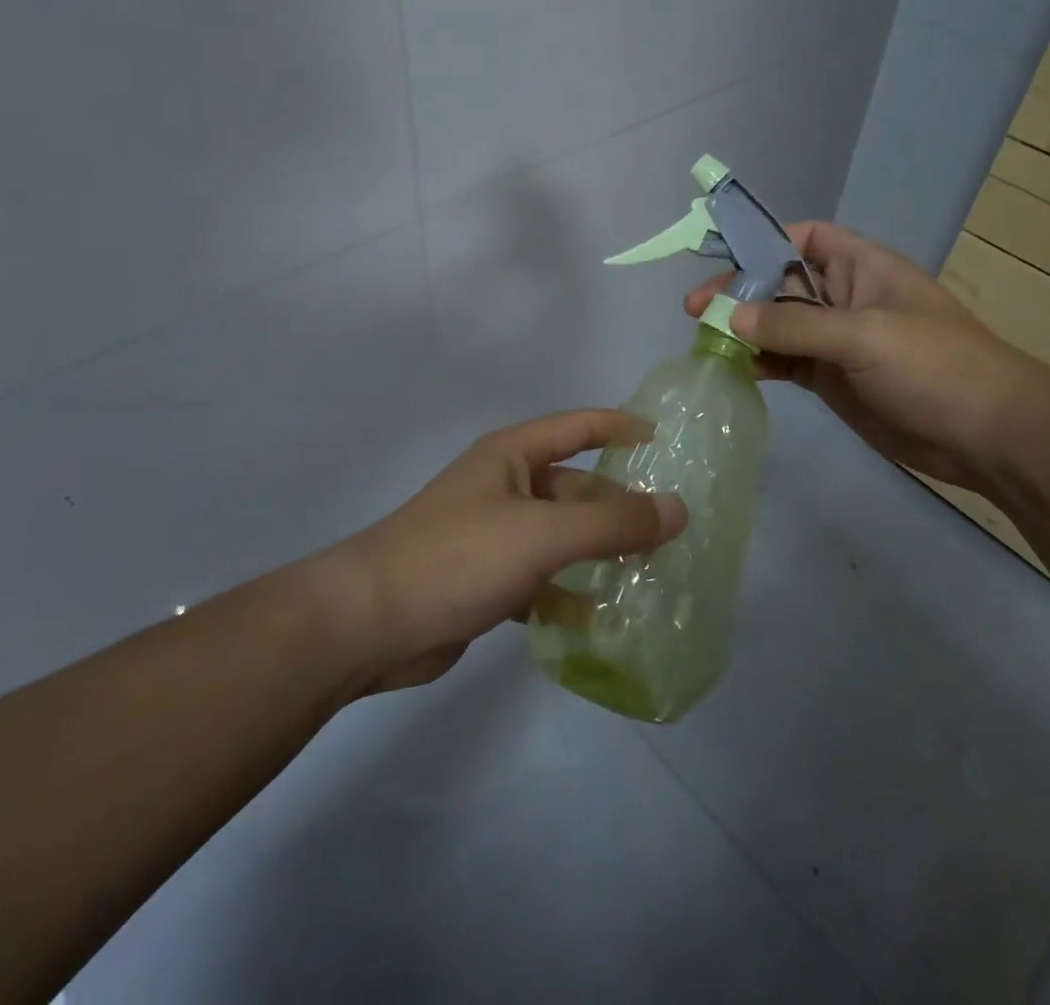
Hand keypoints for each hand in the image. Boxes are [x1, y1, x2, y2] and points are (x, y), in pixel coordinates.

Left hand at [329, 410, 686, 691]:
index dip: (620, 426)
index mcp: (512, 456)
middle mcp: (504, 488)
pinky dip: (569, 596)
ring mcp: (493, 536)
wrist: (370, 623)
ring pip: (561, 538)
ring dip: (599, 555)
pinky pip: (541, 580)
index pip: (577, 427)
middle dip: (619, 508)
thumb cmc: (459, 557)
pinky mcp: (485, 581)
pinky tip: (602, 621)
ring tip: (651, 576)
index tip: (665, 439)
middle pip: (575, 489)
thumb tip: (679, 509)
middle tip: (673, 530)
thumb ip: (613, 523)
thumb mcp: (543, 534)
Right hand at [684, 221, 1038, 495]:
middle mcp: (843, 297)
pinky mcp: (831, 378)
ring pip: (777, 325)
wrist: (989, 437)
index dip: (764, 240)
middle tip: (695, 310)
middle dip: (739, 291)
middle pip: (779, 282)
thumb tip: (730, 316)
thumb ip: (794, 325)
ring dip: (742, 330)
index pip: (805, 237)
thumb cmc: (935, 367)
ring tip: (704, 341)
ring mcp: (836, 340)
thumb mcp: (864, 335)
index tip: (722, 258)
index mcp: (861, 267)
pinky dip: (759, 363)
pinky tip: (734, 369)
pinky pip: (785, 361)